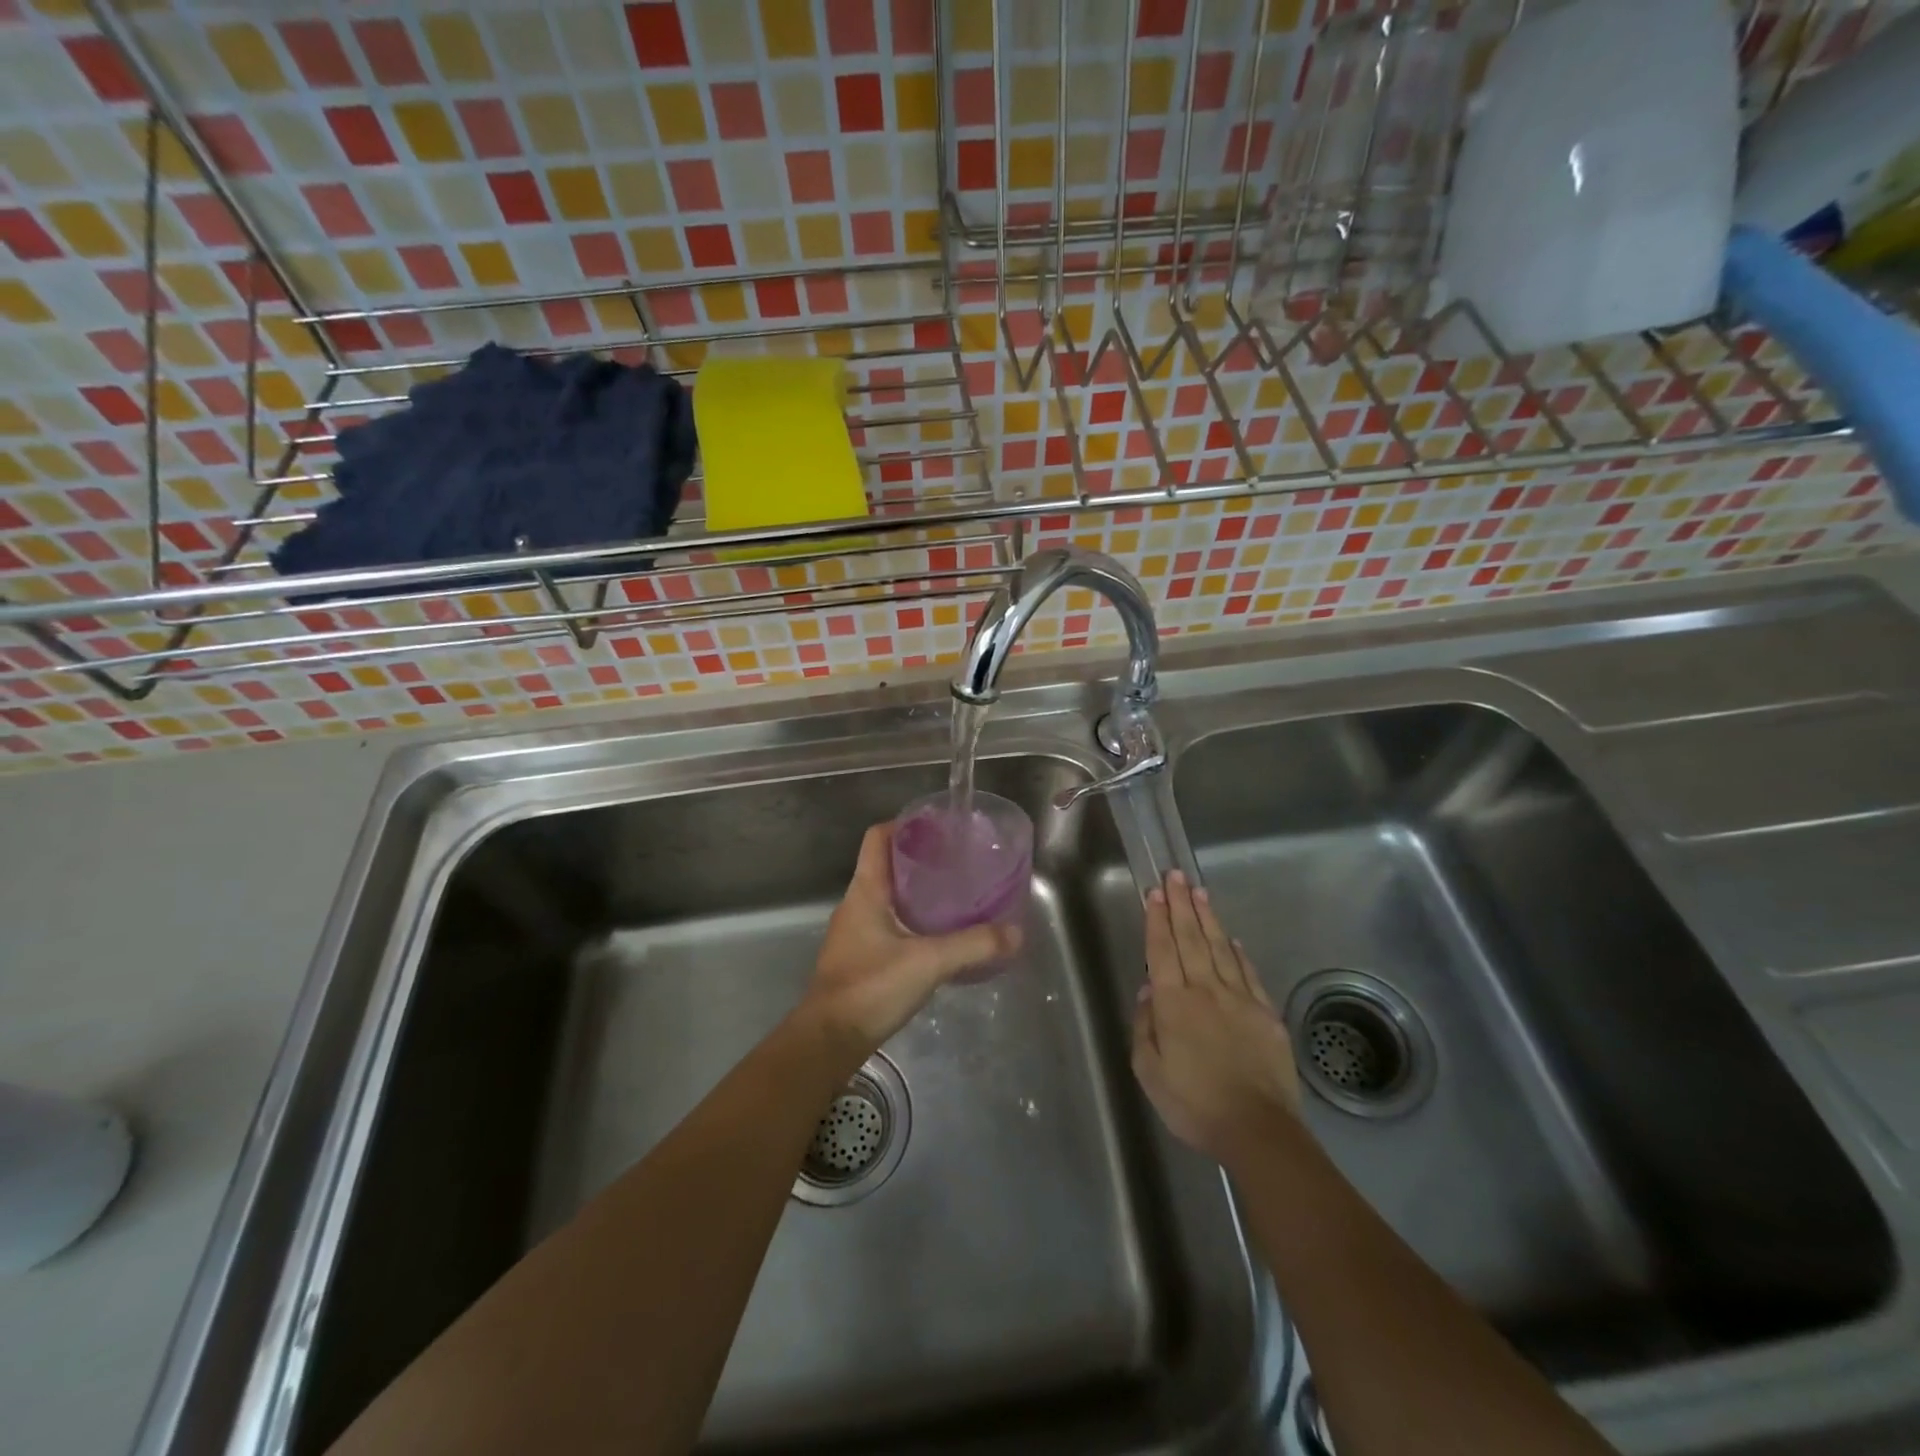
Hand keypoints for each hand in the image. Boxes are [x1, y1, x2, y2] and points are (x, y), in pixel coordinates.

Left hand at [796, 823, 1020, 1063]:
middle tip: (957, 862)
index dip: (904, 825)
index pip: (878, 838)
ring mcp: (854, 932)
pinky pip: (887, 924)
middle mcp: (856, 904)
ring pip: (887, 897)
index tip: (937, 827)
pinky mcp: (859, 958)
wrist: (829, 1040)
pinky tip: (937, 936)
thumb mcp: (929, 962)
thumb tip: (1015, 933)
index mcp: (866, 891)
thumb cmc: (871, 987)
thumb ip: (973, 945)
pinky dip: (911, 920)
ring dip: (916, 892)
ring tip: (954, 896)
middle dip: (919, 859)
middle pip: (886, 866)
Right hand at [1132, 870, 1301, 1166]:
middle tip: (1175, 875)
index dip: (1157, 920)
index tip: (1155, 893)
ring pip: (1220, 948)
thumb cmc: (1194, 1104)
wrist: (1258, 1129)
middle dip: (1181, 905)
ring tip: (1199, 892)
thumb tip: (1149, 991)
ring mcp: (1240, 999)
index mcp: (1174, 1003)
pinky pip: (1248, 974)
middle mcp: (1206, 990)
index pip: (1162, 951)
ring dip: (1208, 918)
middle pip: (1191, 939)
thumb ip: (1145, 1028)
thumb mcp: (1149, 1072)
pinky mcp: (1266, 1014)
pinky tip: (1232, 939)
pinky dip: (1238, 953)